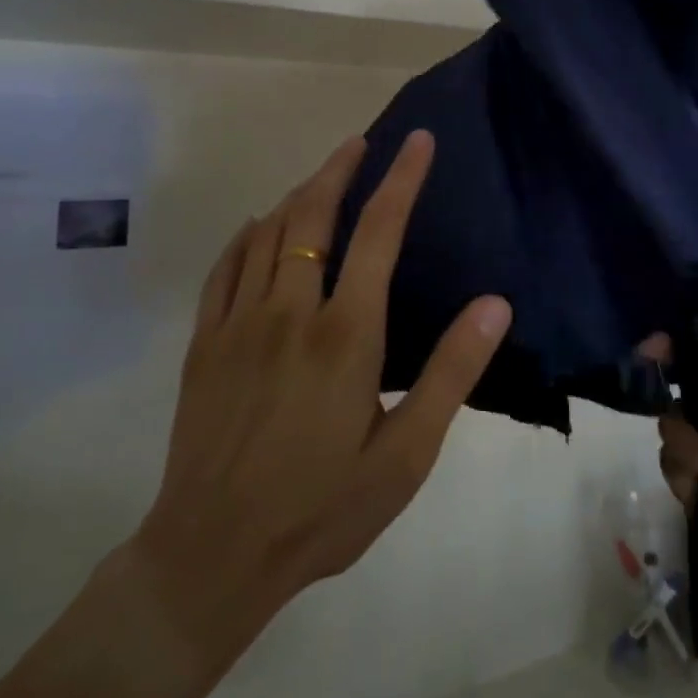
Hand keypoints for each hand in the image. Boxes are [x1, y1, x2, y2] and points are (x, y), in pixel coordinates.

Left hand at [129, 130, 511, 679]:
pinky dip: (246, 234)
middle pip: (313, 214)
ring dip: (297, 194)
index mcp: (345, 333)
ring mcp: (238, 323)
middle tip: (361, 142)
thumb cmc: (322, 508)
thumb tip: (494, 304)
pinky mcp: (203, 343)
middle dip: (340, 169)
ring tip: (321, 177)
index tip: (417, 141)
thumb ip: (450, 373)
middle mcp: (289, 310)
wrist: (211, 556)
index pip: (379, 231)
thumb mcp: (406, 455)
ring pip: (267, 231)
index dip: (401, 178)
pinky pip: (224, 267)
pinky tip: (256, 227)